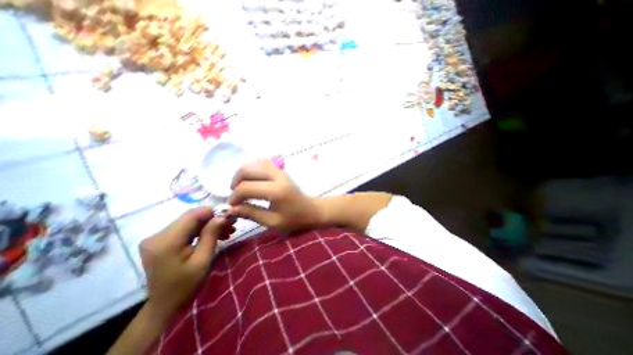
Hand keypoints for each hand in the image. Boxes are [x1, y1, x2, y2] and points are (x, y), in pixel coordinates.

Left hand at [139, 208, 233, 315]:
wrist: (165, 305)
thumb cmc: (186, 285)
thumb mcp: (203, 260)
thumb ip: (211, 235)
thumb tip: (223, 216)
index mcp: (165, 242)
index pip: (192, 215)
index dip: (213, 211)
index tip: (230, 215)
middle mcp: (157, 236)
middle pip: (191, 217)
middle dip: (213, 218)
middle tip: (232, 224)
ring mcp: (157, 238)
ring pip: (190, 222)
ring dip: (209, 224)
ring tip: (227, 230)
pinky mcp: (161, 240)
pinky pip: (186, 228)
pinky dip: (202, 229)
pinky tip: (215, 234)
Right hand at [228, 159, 323, 232]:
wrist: (312, 210)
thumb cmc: (295, 220)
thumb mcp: (272, 222)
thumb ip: (251, 213)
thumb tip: (230, 209)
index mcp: (276, 190)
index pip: (246, 187)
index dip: (234, 197)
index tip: (232, 207)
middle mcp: (277, 176)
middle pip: (248, 169)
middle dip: (236, 182)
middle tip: (235, 196)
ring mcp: (280, 171)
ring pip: (254, 163)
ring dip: (243, 174)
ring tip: (241, 188)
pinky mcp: (281, 171)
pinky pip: (262, 164)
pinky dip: (252, 170)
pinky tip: (252, 181)